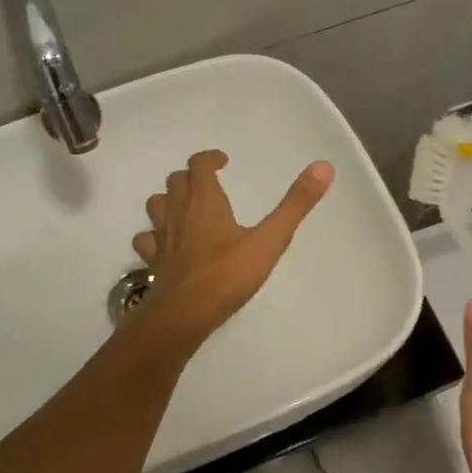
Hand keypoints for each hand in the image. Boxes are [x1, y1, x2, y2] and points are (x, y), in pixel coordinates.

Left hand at [130, 150, 333, 350]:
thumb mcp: (270, 239)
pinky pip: (147, 238)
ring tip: (186, 208)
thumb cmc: (228, 274)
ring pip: (156, 205)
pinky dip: (155, 234)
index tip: (223, 161)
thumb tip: (324, 166)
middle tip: (209, 184)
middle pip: (176, 181)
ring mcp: (161, 236)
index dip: (210, 159)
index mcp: (204, 200)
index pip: (199, 165)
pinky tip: (167, 244)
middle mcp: (178, 211)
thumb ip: (296, 204)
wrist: (184, 313)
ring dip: (169, 200)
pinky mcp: (152, 260)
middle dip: (192, 177)